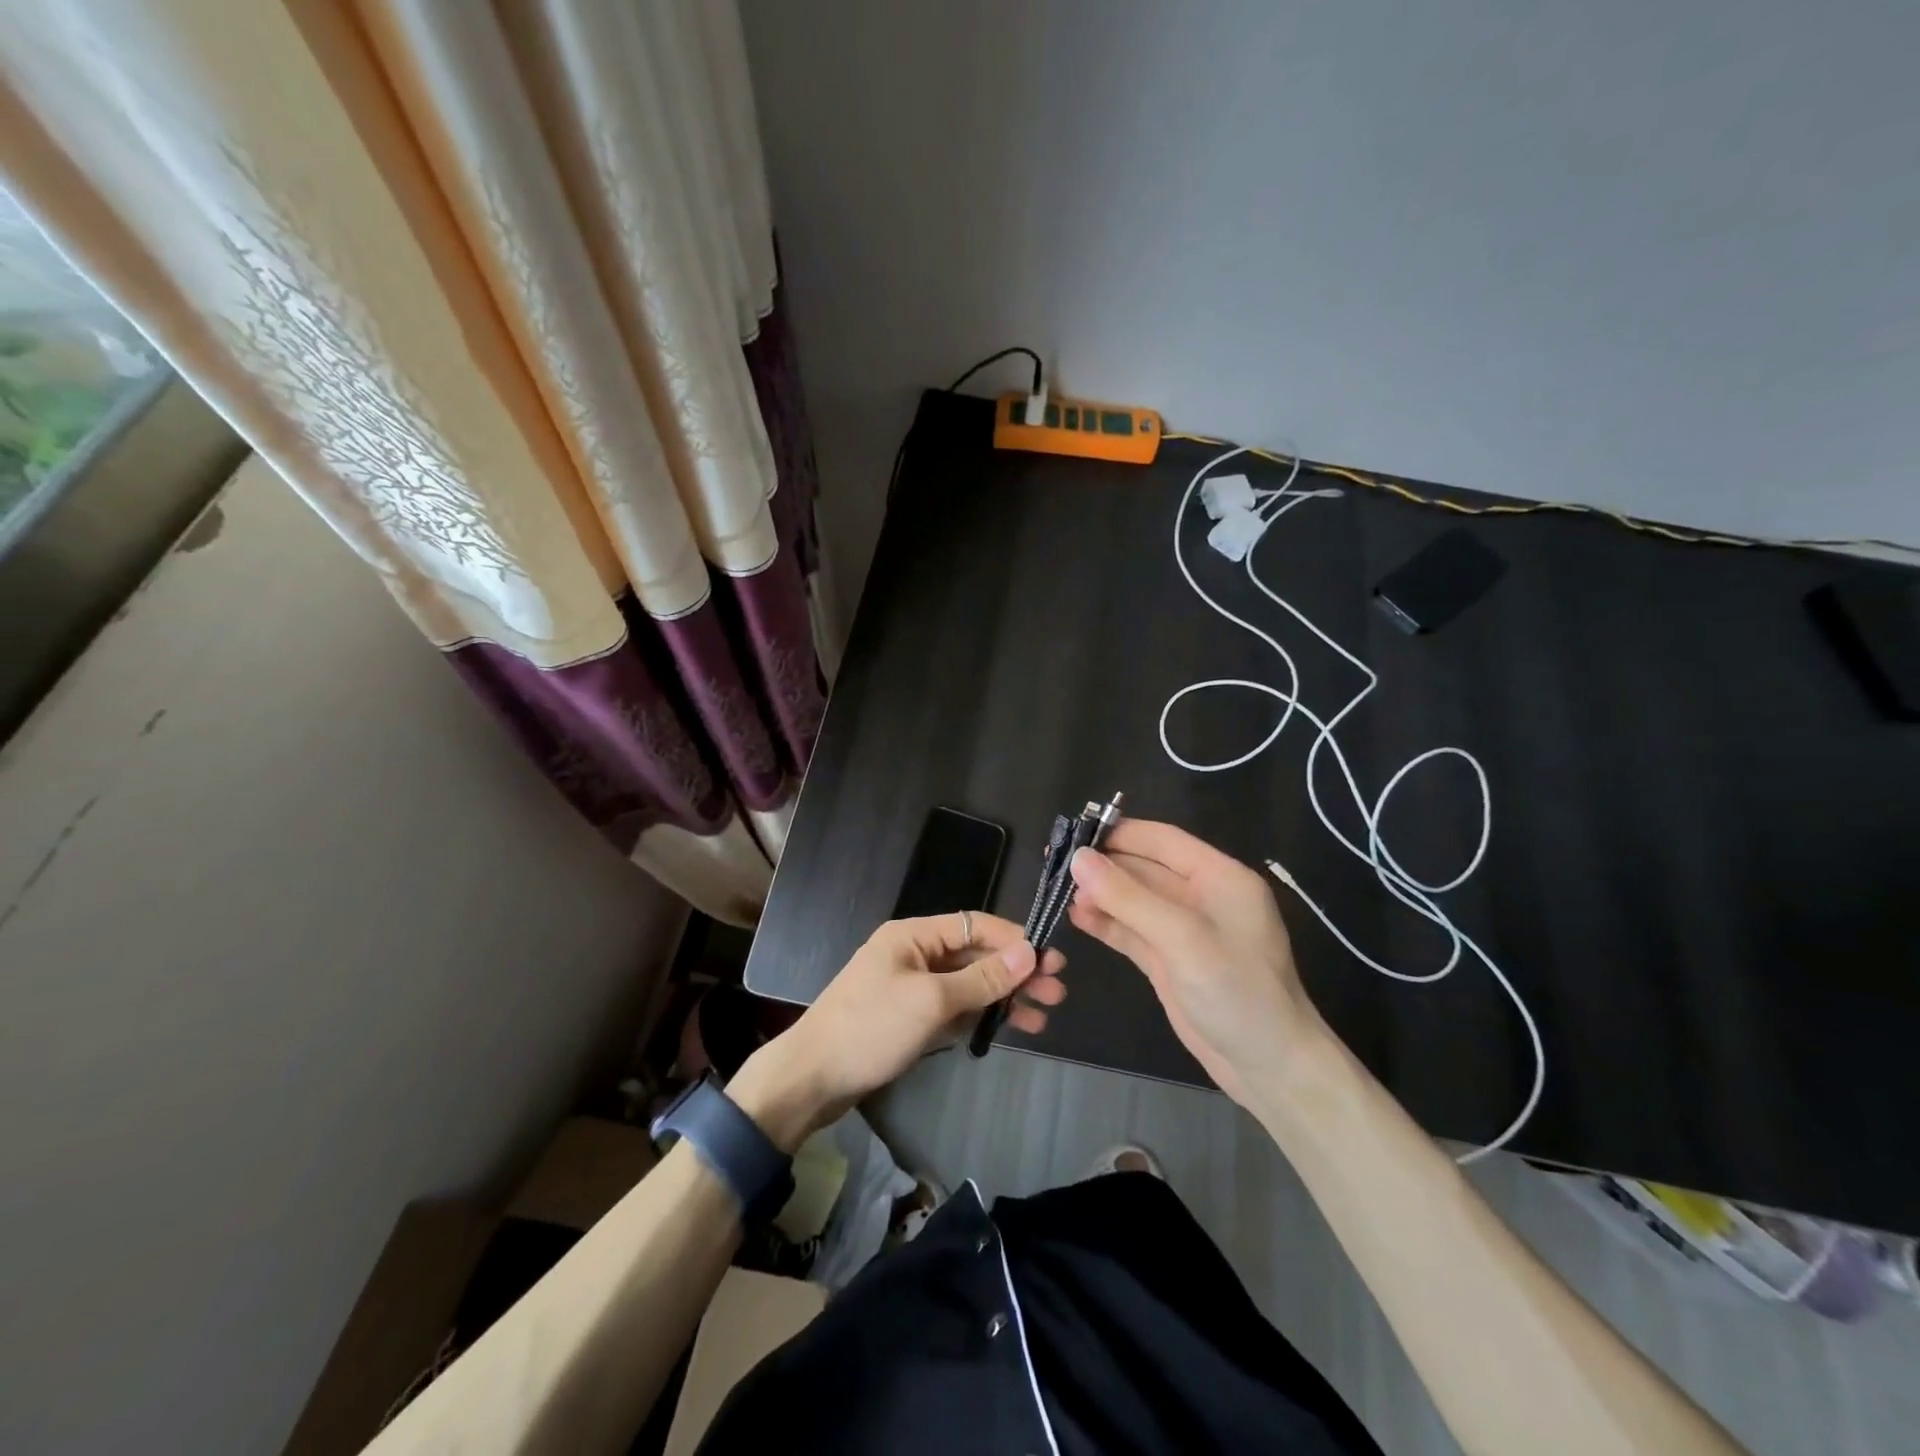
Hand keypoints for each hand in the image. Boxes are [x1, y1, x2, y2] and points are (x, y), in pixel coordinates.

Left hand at [730, 912, 1066, 1149]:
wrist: (810, 1079)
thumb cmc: (871, 1028)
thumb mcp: (931, 1001)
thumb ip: (982, 978)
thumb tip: (1029, 952)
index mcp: (913, 935)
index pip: (975, 925)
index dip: (1015, 940)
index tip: (1051, 960)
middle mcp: (915, 953)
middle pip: (975, 955)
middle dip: (1016, 971)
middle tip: (1057, 991)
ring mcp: (912, 987)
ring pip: (969, 983)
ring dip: (1005, 996)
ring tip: (1045, 1014)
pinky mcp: (910, 1017)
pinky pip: (955, 1007)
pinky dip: (982, 1015)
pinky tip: (1012, 1027)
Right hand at [1067, 819, 1324, 1107]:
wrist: (1270, 1068)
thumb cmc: (1237, 993)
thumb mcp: (1183, 939)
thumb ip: (1129, 897)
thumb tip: (1078, 858)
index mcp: (1219, 877)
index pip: (1163, 840)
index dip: (1120, 833)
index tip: (1074, 833)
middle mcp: (1201, 897)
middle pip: (1143, 868)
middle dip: (1103, 865)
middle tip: (1055, 864)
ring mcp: (1183, 930)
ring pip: (1133, 899)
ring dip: (1100, 894)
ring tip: (1058, 892)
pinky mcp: (1169, 960)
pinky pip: (1132, 930)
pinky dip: (1106, 922)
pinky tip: (1076, 917)